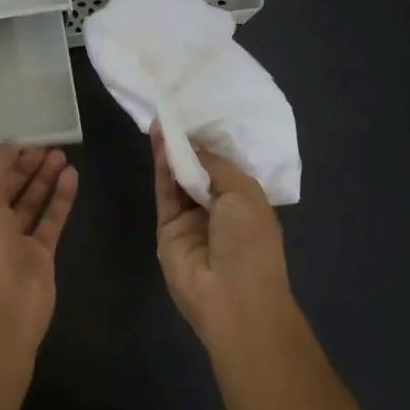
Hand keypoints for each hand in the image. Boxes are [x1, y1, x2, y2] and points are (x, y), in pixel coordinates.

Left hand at [0, 144, 76, 350]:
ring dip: (42, 178)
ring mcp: (13, 242)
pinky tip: (71, 176)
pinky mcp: (39, 254)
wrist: (4, 312)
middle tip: (45, 144)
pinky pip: (50, 220)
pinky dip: (59, 198)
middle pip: (4, 189)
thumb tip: (8, 145)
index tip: (17, 141)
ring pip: (29, 202)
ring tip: (60, 153)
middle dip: (22, 166)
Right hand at [152, 126, 291, 347]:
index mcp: (246, 201)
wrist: (232, 297)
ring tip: (162, 120)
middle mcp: (218, 207)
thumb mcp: (244, 194)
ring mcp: (191, 218)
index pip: (225, 165)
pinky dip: (162, 166)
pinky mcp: (168, 227)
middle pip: (199, 169)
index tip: (198, 114)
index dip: (212, 142)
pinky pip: (165, 191)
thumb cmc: (251, 242)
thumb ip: (215, 165)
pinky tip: (159, 141)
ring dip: (172, 151)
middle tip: (174, 112)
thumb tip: (192, 146)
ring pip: (179, 177)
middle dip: (189, 143)